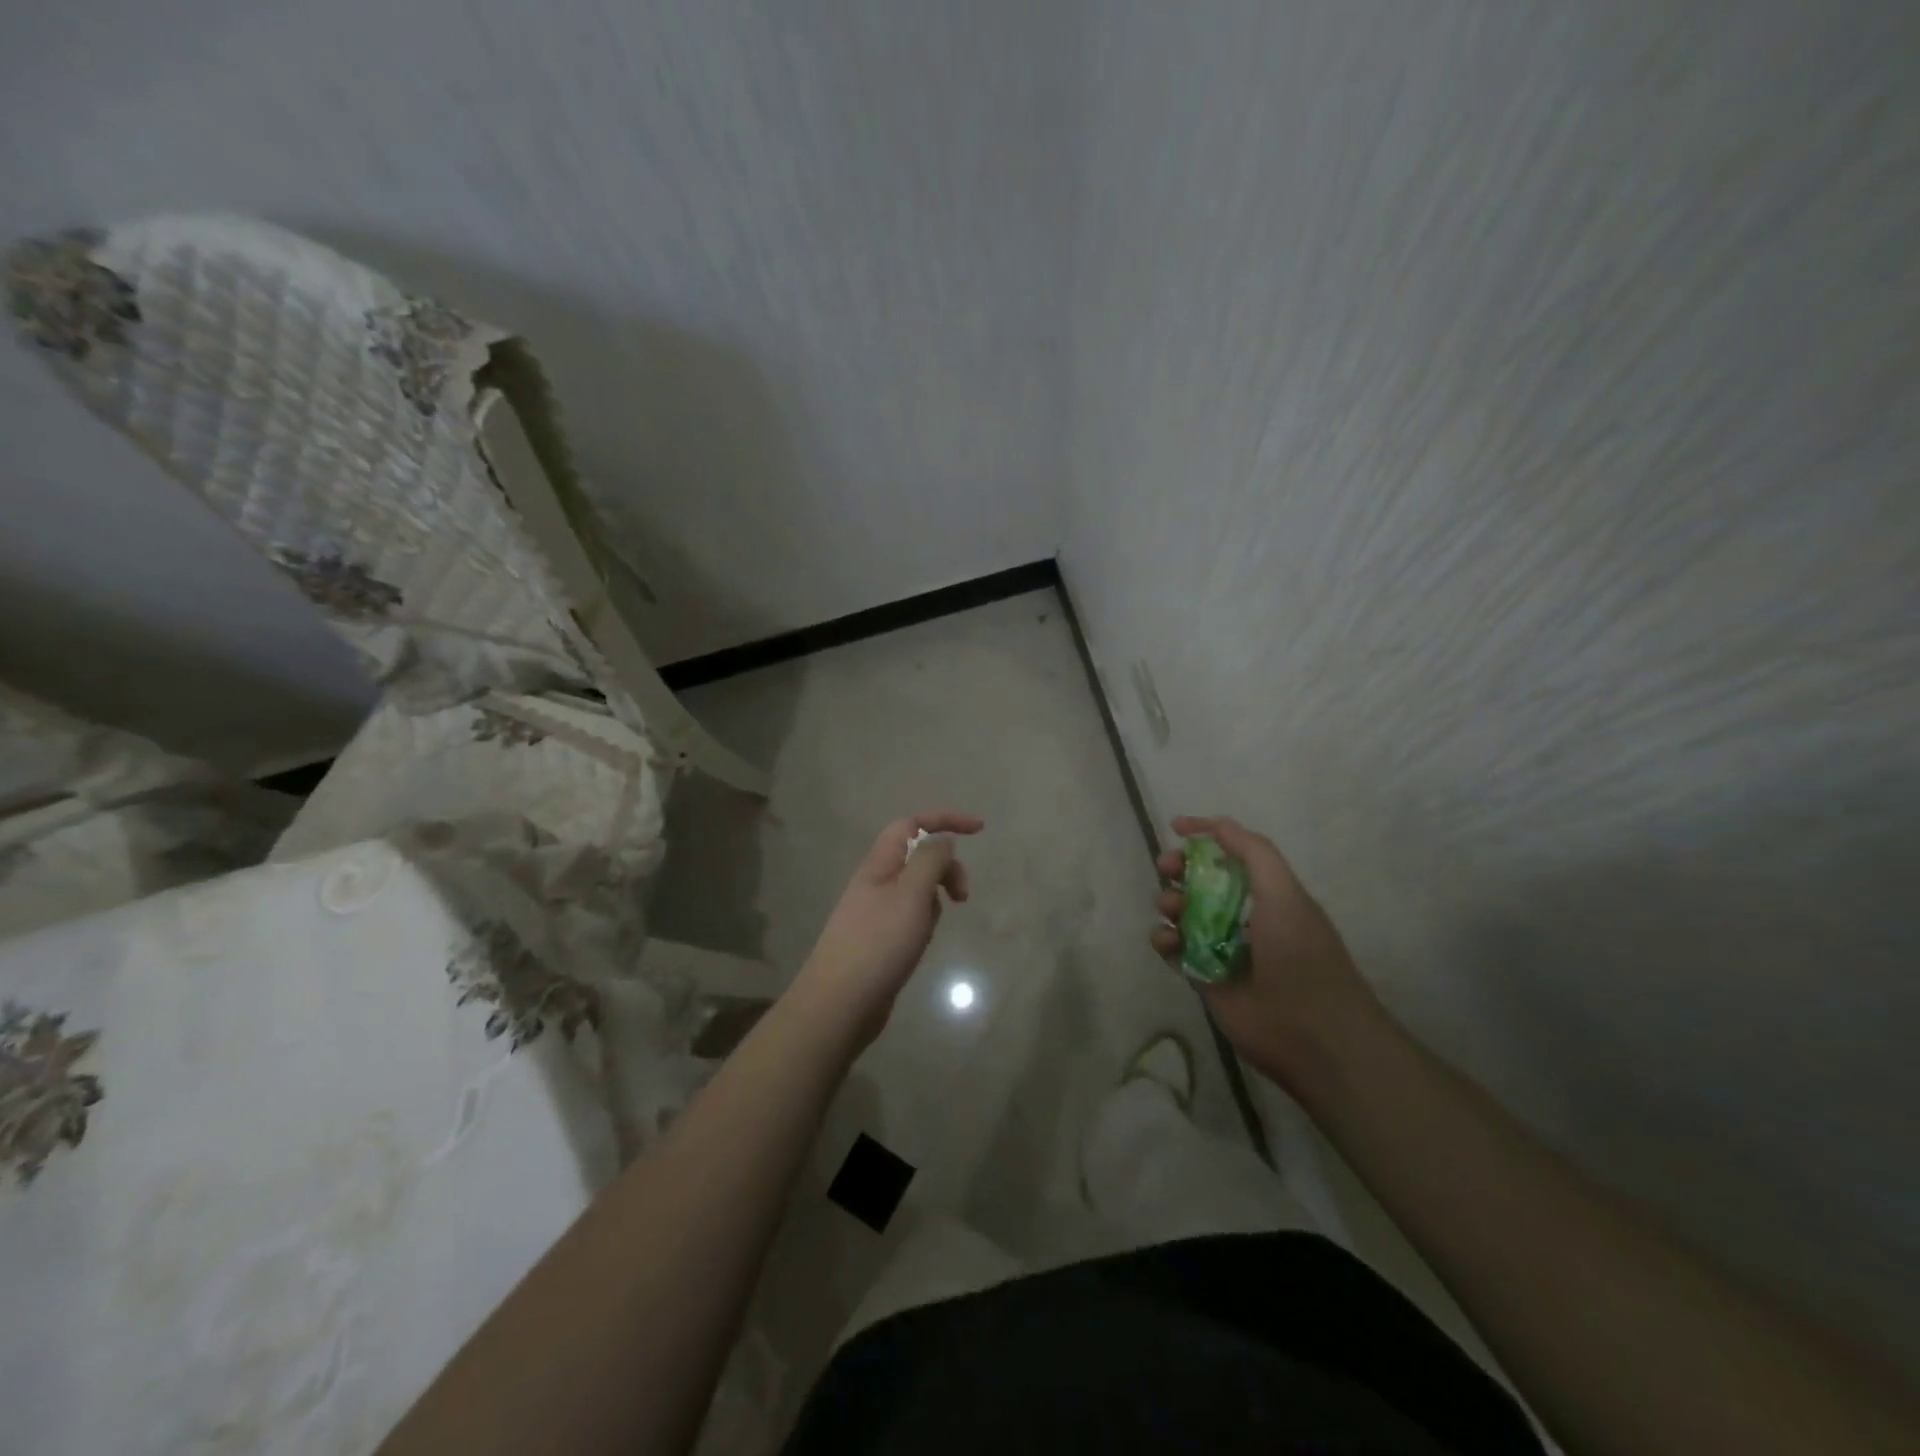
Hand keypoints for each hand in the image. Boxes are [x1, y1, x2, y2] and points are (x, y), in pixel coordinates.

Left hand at [795, 810, 983, 1044]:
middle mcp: (876, 881)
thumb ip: (930, 860)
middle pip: (918, 856)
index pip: (912, 824)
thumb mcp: (911, 894)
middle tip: (963, 896)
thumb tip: (943, 838)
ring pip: (917, 888)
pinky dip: (924, 922)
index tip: (979, 829)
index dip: (945, 820)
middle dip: (946, 868)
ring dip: (934, 899)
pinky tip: (919, 945)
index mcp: (879, 864)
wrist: (839, 1004)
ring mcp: (876, 911)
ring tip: (930, 929)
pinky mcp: (880, 938)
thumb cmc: (878, 944)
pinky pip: (911, 916)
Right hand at [1152, 815, 1381, 1090]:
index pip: (1232, 854)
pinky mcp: (1204, 978)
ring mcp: (1221, 948)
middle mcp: (1244, 916)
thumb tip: (1218, 823)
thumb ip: (1253, 852)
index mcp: (1269, 893)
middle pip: (1201, 880)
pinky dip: (1164, 940)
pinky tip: (1167, 943)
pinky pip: (1174, 950)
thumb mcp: (1284, 893)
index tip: (1176, 827)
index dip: (1206, 836)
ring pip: (1183, 913)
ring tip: (1172, 910)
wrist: (1312, 1034)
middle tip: (1167, 869)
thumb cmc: (1301, 955)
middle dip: (1180, 868)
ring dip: (1170, 902)